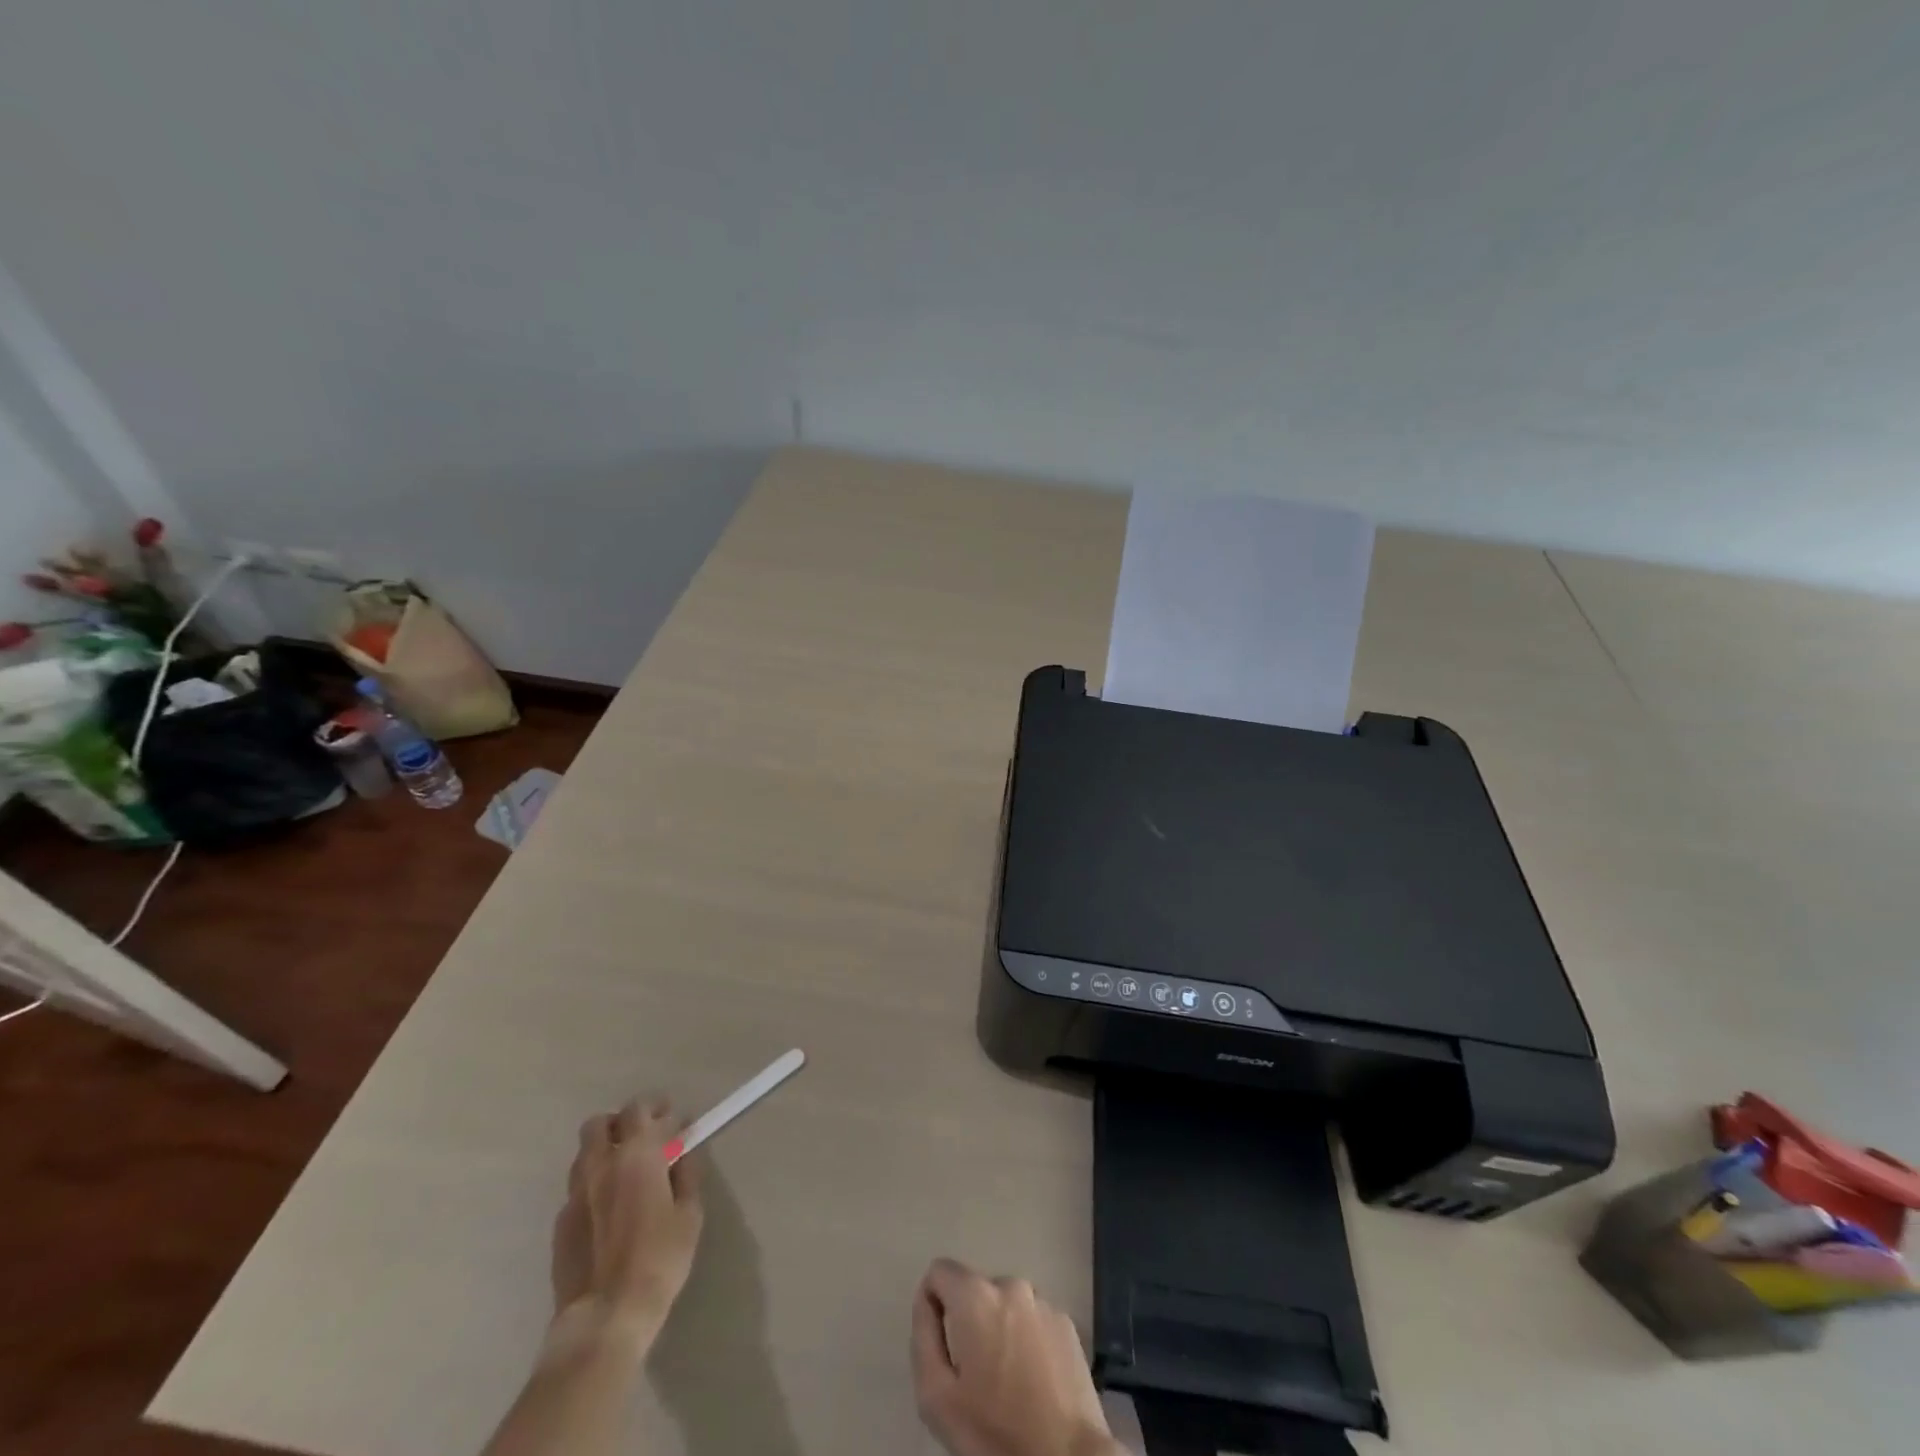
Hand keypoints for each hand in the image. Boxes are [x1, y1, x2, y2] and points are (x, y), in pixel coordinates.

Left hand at [550, 1098, 704, 1350]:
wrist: (606, 1316)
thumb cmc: (659, 1259)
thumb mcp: (689, 1215)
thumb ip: (687, 1176)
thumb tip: (683, 1155)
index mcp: (636, 1156)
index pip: (640, 1109)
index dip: (658, 1108)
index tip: (674, 1120)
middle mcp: (600, 1165)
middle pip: (600, 1123)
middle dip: (622, 1123)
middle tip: (644, 1138)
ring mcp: (575, 1194)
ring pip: (584, 1154)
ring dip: (604, 1151)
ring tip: (626, 1170)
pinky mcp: (560, 1223)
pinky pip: (577, 1188)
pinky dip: (594, 1184)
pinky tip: (609, 1207)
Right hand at [911, 1258, 1120, 1455]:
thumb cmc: (994, 1432)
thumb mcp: (936, 1397)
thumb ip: (923, 1337)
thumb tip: (926, 1301)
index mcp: (975, 1295)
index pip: (939, 1271)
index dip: (933, 1304)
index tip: (942, 1346)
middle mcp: (1010, 1285)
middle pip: (974, 1291)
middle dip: (969, 1323)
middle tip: (975, 1376)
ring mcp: (1043, 1301)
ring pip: (1005, 1306)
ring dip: (999, 1330)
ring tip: (1006, 1382)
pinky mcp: (1067, 1323)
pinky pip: (1033, 1320)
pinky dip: (1026, 1340)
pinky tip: (1033, 1382)